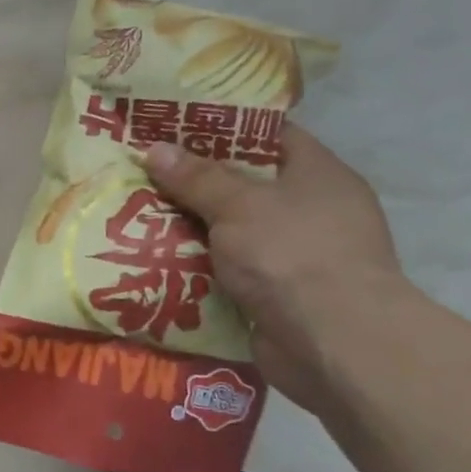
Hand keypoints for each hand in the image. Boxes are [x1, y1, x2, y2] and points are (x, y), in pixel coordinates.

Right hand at [142, 125, 403, 411]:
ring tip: (136, 215)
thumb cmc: (292, 254)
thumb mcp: (238, 204)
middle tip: (143, 172)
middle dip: (194, 182)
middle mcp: (311, 211)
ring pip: (232, 232)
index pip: (268, 135)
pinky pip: (228, 271)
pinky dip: (198, 268)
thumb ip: (196, 177)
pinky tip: (153, 260)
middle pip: (244, 186)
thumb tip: (154, 149)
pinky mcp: (278, 296)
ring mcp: (296, 257)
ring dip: (190, 229)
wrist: (334, 344)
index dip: (222, 128)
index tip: (175, 127)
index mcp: (317, 174)